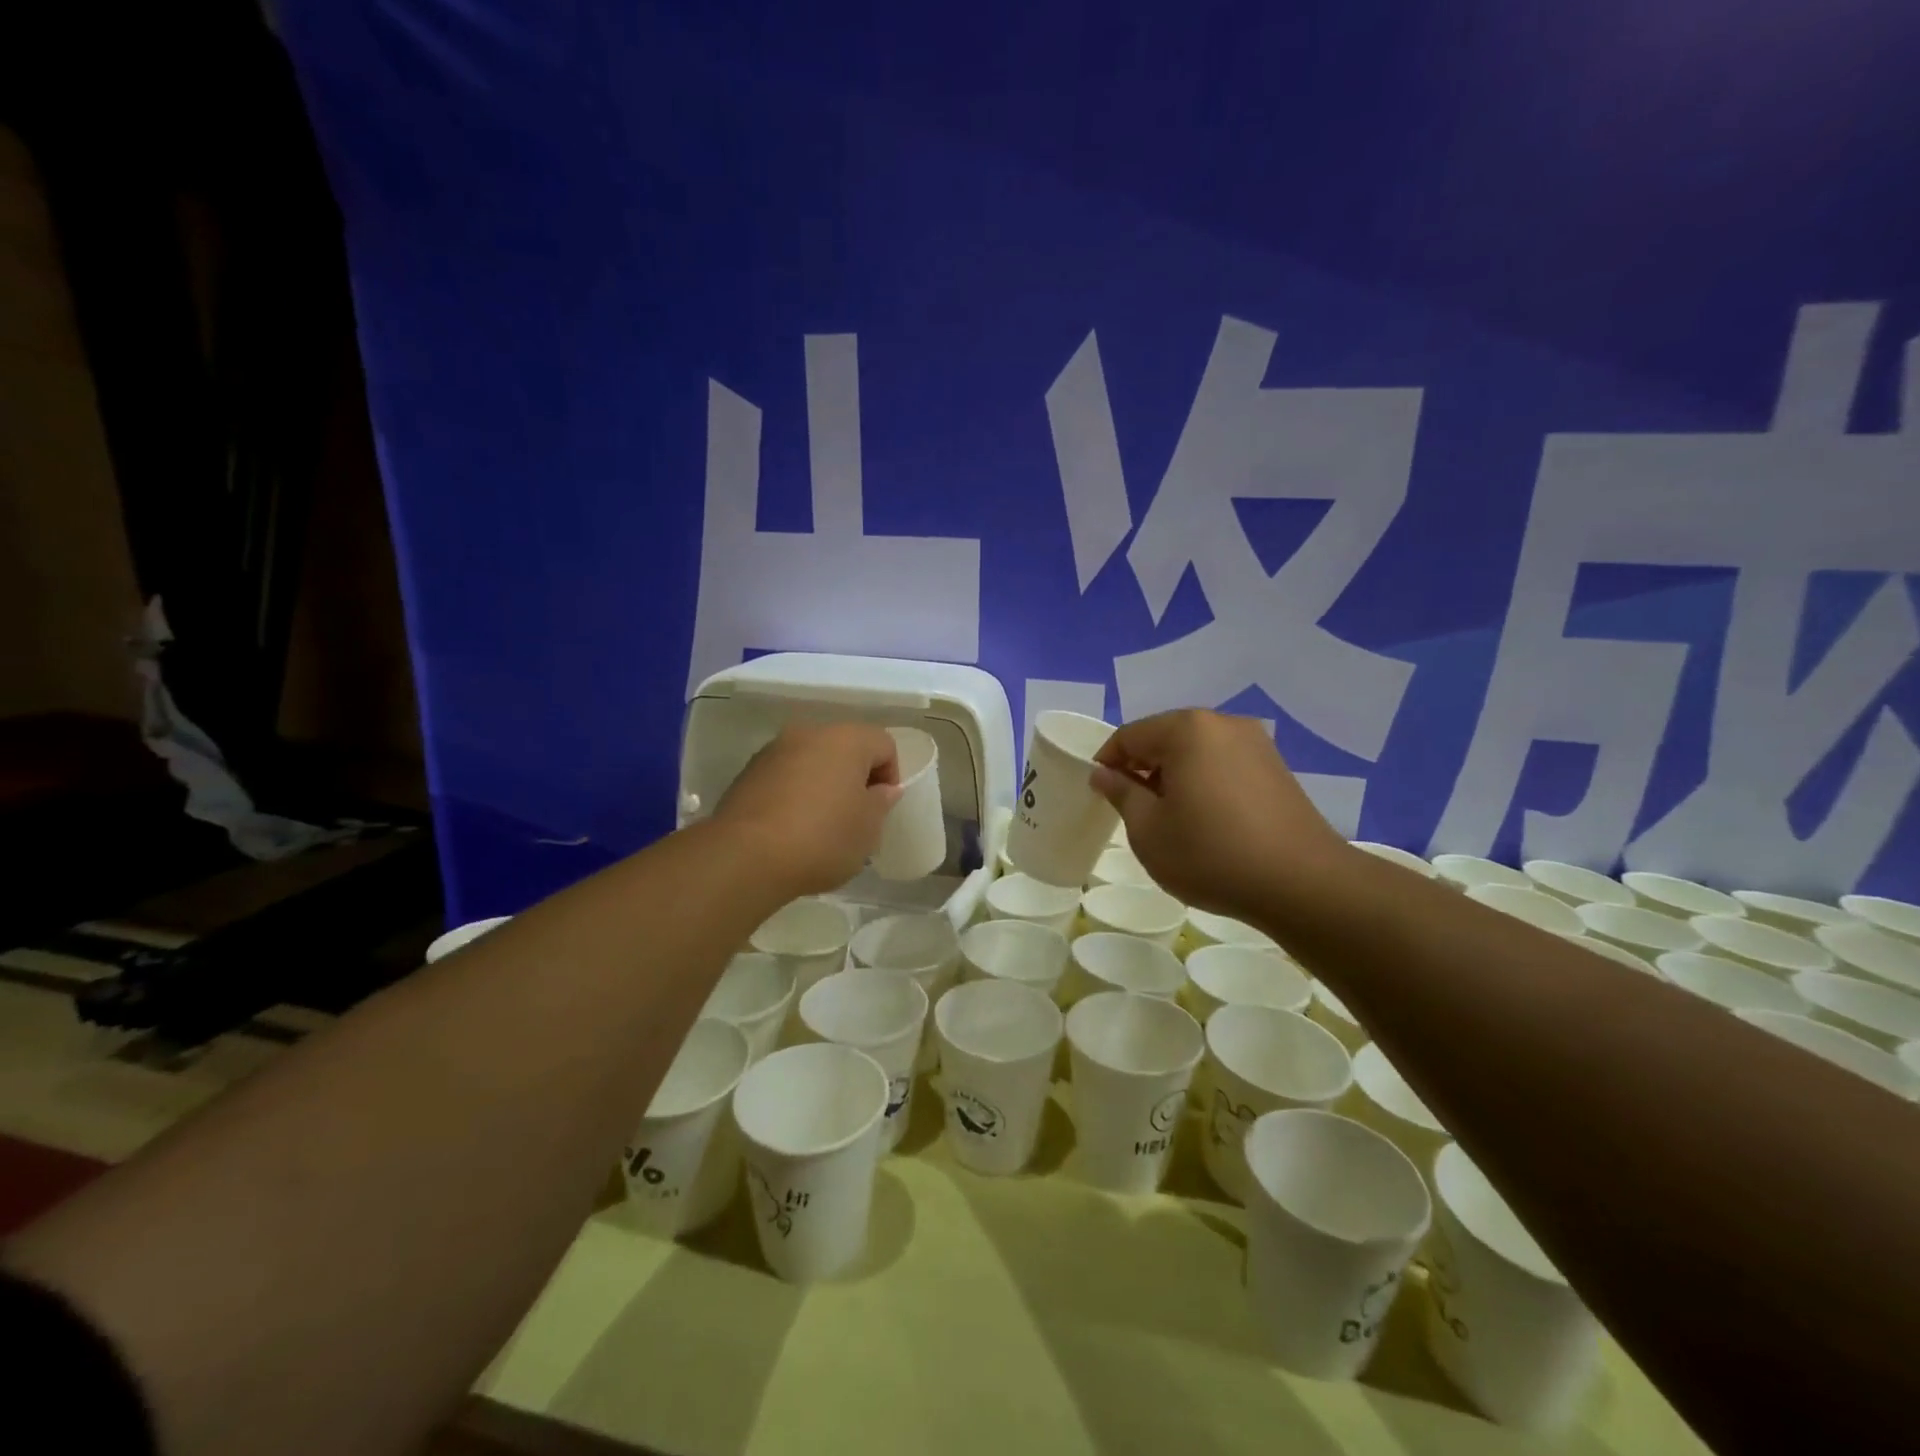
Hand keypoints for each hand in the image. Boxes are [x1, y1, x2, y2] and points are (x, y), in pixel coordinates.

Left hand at [712, 721, 901, 895]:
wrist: (745, 857)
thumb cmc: (822, 838)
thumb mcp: (868, 828)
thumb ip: (881, 802)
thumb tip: (882, 790)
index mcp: (846, 739)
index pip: (883, 745)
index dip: (890, 776)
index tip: (880, 809)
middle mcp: (809, 733)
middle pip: (845, 748)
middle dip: (854, 779)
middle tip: (855, 817)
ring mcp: (773, 751)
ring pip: (812, 761)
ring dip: (823, 785)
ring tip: (821, 826)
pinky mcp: (747, 773)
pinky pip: (785, 777)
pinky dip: (795, 794)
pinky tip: (792, 828)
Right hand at [1090, 710, 1348, 920]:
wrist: (1302, 884)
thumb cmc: (1211, 854)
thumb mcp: (1148, 830)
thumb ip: (1121, 794)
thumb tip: (1104, 773)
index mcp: (1186, 729)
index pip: (1129, 735)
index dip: (1108, 763)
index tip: (1101, 795)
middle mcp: (1222, 723)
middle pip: (1165, 737)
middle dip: (1143, 768)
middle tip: (1134, 810)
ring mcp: (1255, 743)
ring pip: (1196, 750)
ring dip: (1174, 776)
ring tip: (1171, 819)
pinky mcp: (1276, 767)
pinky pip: (1224, 764)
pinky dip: (1205, 782)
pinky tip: (1207, 820)